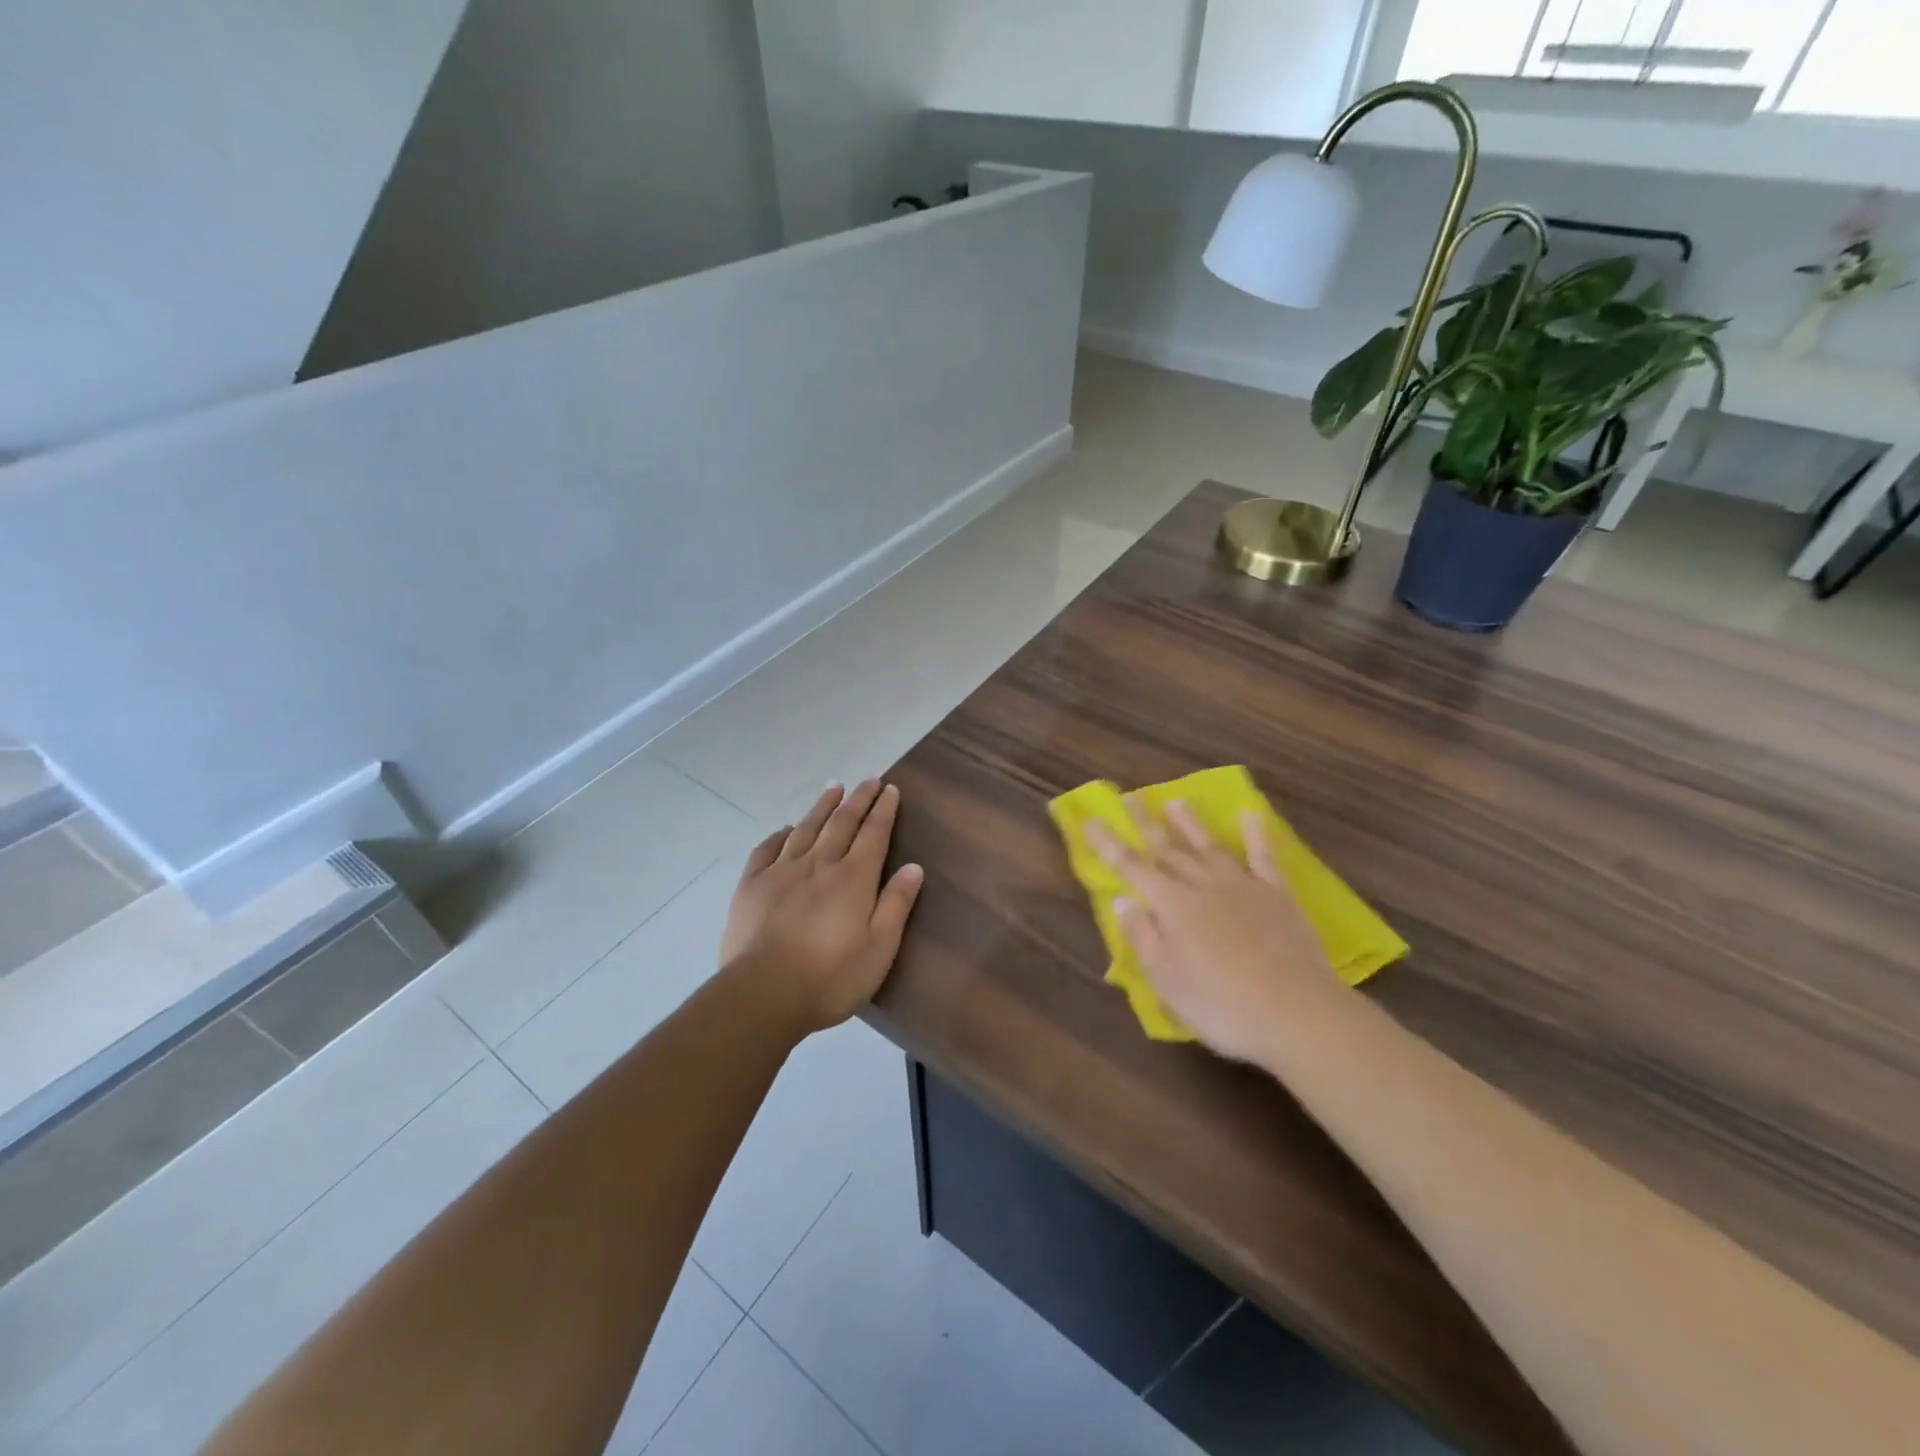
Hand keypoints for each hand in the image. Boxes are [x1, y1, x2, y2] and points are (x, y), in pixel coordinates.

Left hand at [721, 780, 924, 1035]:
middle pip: (842, 822)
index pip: (873, 834)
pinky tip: (786, 829)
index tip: (891, 789)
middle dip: (858, 799)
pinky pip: (767, 849)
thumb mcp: (879, 948)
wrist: (763, 993)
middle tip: (869, 780)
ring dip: (822, 806)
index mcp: (853, 878)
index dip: (884, 810)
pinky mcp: (752, 885)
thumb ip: (896, 904)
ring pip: (806, 828)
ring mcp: (782, 871)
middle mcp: (819, 864)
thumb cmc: (830, 977)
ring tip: (834, 788)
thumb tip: (914, 866)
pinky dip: (780, 834)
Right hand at [1087, 800, 1338, 1063]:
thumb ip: (1142, 937)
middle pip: (1168, 849)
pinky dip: (1255, 834)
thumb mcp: (1167, 982)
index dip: (1108, 844)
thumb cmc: (1222, 1006)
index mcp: (1171, 906)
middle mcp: (1203, 885)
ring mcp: (1243, 886)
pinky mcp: (1278, 894)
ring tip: (1175, 801)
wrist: (1298, 1013)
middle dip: (1145, 823)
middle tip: (1129, 797)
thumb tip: (1123, 899)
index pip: (1131, 867)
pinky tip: (1250, 815)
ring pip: (1209, 846)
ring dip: (1190, 823)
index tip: (1090, 820)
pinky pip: (1263, 856)